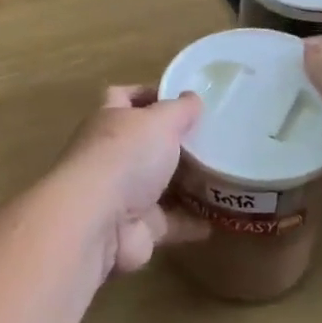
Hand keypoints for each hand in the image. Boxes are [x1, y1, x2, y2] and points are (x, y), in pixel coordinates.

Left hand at [51, 87, 208, 276]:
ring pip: (159, 185)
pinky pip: (170, 222)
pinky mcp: (137, 229)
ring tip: (222, 174)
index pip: (123, 97)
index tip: (182, 97)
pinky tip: (220, 216)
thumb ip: (179, 109)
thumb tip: (192, 97)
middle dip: (174, 142)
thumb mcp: (159, 120)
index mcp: (109, 121)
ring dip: (186, 183)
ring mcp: (123, 194)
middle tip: (213, 138)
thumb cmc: (126, 156)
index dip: (148, 93)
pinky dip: (193, 222)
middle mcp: (112, 156)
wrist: (99, 221)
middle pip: (145, 144)